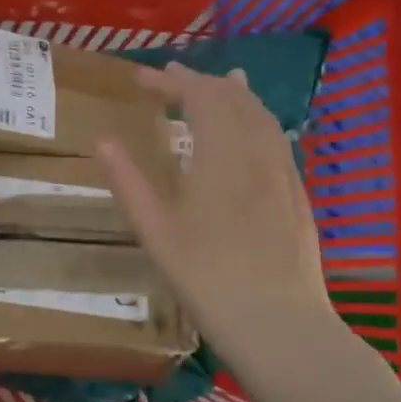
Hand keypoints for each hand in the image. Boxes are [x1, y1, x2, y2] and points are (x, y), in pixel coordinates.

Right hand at [97, 63, 340, 374]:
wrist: (279, 324)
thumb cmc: (206, 277)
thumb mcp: (154, 231)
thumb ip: (128, 180)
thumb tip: (103, 140)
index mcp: (222, 156)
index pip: (199, 97)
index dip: (170, 80)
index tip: (139, 77)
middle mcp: (258, 153)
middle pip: (234, 98)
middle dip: (200, 81)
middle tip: (169, 77)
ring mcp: (284, 173)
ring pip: (262, 115)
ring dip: (233, 94)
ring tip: (216, 83)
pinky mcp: (297, 194)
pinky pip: (276, 138)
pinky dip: (256, 118)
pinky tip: (250, 131)